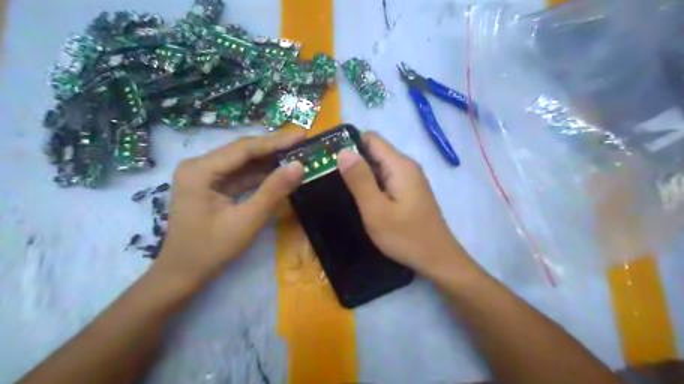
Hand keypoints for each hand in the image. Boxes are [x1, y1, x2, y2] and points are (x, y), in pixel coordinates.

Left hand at [156, 131, 306, 286]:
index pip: (244, 148)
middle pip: (243, 152)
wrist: (182, 275)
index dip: (276, 141)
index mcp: (200, 170)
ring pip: (242, 162)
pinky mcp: (211, 186)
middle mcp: (199, 166)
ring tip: (296, 155)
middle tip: (303, 143)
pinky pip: (239, 175)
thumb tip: (299, 166)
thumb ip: (273, 192)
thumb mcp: (246, 221)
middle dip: (274, 148)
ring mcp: (204, 176)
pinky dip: (260, 175)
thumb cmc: (210, 250)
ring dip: (269, 161)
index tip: (303, 135)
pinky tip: (279, 172)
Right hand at [335, 133, 469, 276]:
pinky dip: (372, 185)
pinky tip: (362, 199)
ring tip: (341, 189)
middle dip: (353, 161)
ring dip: (361, 174)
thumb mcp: (376, 210)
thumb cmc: (406, 236)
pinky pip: (386, 179)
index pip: (371, 138)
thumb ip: (359, 179)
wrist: (437, 259)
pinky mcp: (409, 191)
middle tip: (330, 177)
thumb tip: (343, 151)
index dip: (349, 144)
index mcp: (400, 165)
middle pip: (375, 151)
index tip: (329, 158)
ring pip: (379, 166)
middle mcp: (407, 166)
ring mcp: (410, 179)